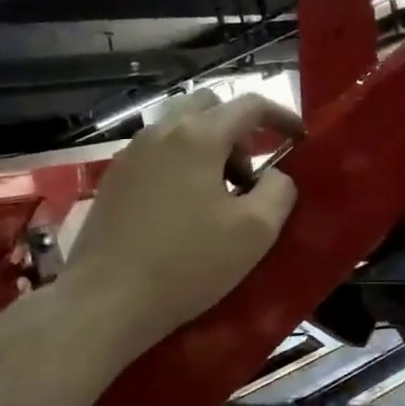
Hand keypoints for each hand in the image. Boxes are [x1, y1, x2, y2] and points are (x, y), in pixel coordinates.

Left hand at [67, 91, 301, 350]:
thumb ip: (280, 191)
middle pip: (209, 107)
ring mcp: (131, 155)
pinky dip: (182, 164)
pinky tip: (185, 210)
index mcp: (198, 137)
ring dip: (209, 149)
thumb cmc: (188, 263)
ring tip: (219, 197)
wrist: (105, 301)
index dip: (281, 116)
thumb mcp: (256, 231)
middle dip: (239, 131)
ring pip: (180, 129)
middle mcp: (161, 133)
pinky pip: (158, 153)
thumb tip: (276, 176)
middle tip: (250, 175)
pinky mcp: (114, 180)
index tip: (299, 138)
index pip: (249, 105)